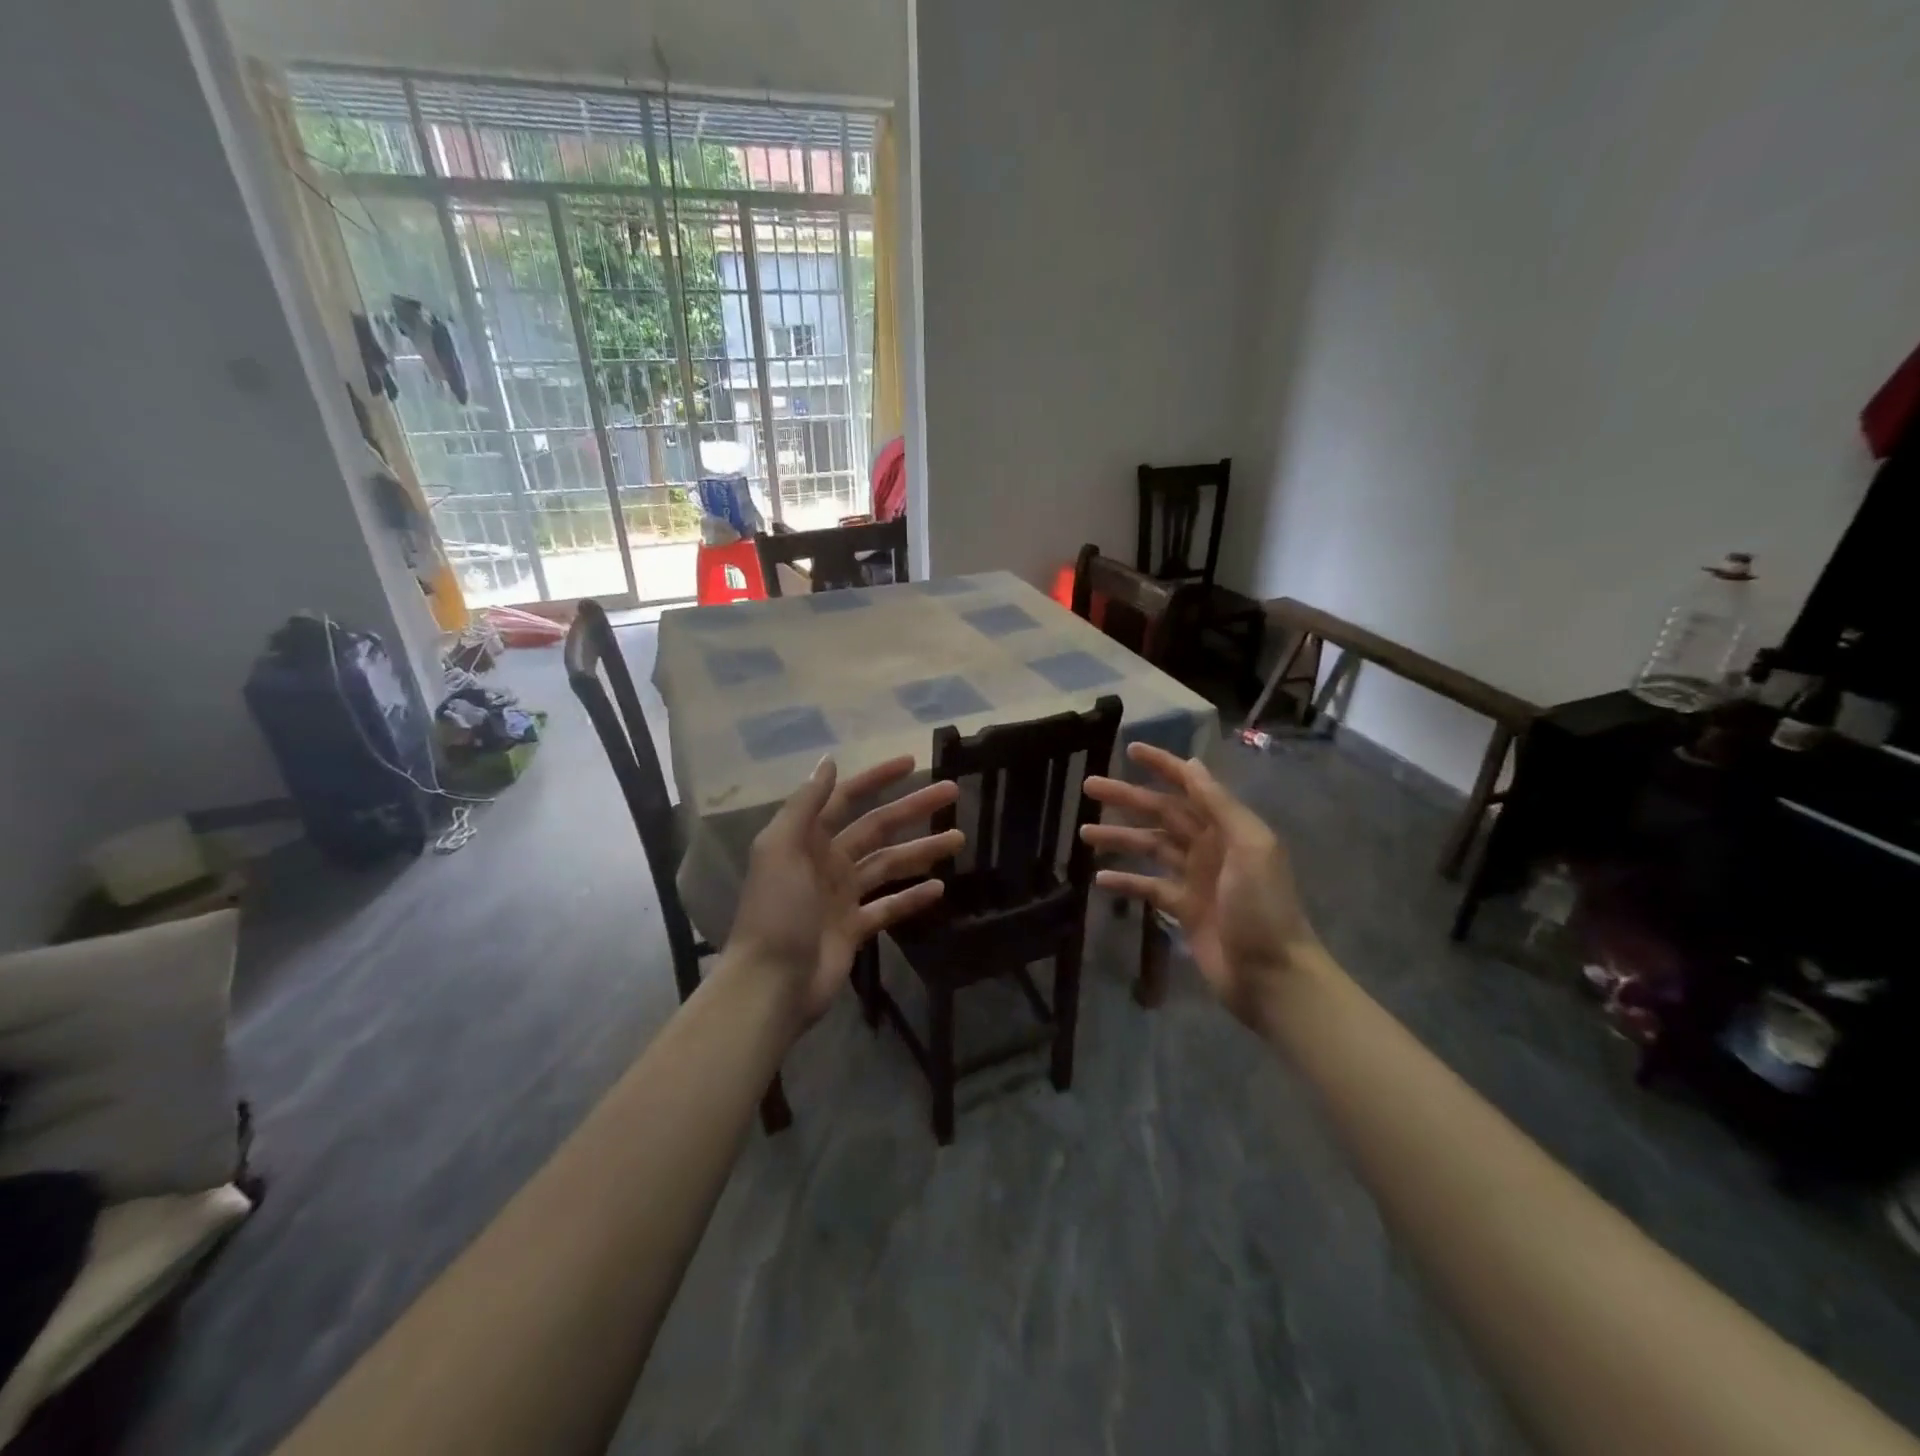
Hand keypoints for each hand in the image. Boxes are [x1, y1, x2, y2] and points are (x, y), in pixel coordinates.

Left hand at [725, 754, 962, 1025]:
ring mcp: (841, 897)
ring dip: (923, 849)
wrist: (771, 984)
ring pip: (889, 865)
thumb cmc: (776, 911)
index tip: (912, 762)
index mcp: (806, 840)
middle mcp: (826, 862)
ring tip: (959, 838)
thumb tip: (829, 761)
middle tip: (953, 792)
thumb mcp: (781, 849)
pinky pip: (889, 906)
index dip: (877, 778)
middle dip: (914, 808)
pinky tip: (940, 888)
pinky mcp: (854, 929)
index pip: (846, 798)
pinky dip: (912, 897)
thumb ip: (805, 804)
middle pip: (877, 827)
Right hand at [1081, 743, 1319, 1029]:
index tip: (1131, 749)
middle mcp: (1210, 846)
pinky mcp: (1184, 909)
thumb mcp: (1250, 848)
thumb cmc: (1263, 907)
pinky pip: (1149, 887)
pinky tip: (1099, 878)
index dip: (1163, 766)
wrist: (1272, 976)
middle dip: (1127, 798)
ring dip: (1119, 838)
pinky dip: (1126, 881)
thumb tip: (1194, 767)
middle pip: (1162, 814)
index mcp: (1228, 828)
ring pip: (1150, 848)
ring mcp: (1195, 878)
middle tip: (1089, 786)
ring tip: (1084, 832)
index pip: (1190, 786)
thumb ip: (1220, 806)